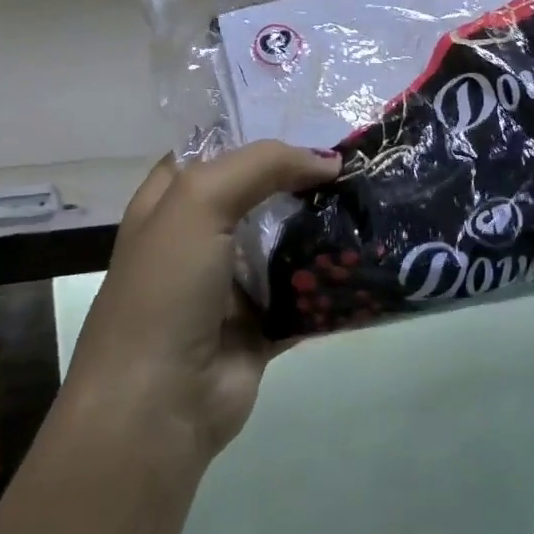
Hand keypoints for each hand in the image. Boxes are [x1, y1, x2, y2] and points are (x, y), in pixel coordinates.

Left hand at [67, 142, 339, 462]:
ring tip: (375, 204)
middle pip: (261, 195)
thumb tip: (328, 161)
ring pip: (288, 242)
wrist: (158, 405)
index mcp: (170, 204)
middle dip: (305, 181)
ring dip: (325, 229)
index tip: (315, 128)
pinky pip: (306, 291)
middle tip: (359, 165)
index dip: (259, 136)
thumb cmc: (166, 290)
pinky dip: (333, 280)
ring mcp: (233, 283)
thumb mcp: (199, 203)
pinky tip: (371, 259)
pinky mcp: (263, 323)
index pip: (216, 152)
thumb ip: (261, 166)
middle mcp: (201, 238)